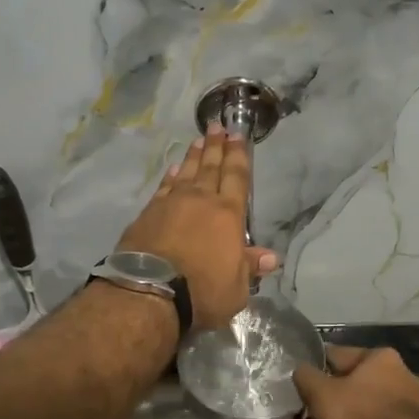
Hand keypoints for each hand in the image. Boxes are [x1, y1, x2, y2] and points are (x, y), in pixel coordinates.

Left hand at [116, 125, 277, 331]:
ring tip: (199, 141)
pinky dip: (171, 176)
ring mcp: (171, 204)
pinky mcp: (148, 214)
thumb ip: (250, 267)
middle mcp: (200, 201)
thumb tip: (270, 257)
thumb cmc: (202, 291)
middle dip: (216, 146)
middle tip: (217, 126)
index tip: (238, 135)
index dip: (239, 156)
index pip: (236, 178)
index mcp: (228, 215)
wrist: (149, 292)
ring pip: (187, 173)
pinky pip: (164, 187)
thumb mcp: (237, 288)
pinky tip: (174, 170)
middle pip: (211, 168)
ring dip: (194, 156)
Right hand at [280, 345, 418, 418]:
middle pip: (343, 387)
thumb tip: (301, 371)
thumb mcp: (320, 391)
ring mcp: (395, 410)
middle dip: (314, 403)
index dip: (313, 366)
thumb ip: (305, 376)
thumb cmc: (358, 412)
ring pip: (349, 412)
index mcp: (379, 358)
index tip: (296, 378)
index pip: (338, 355)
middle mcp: (392, 379)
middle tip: (291, 411)